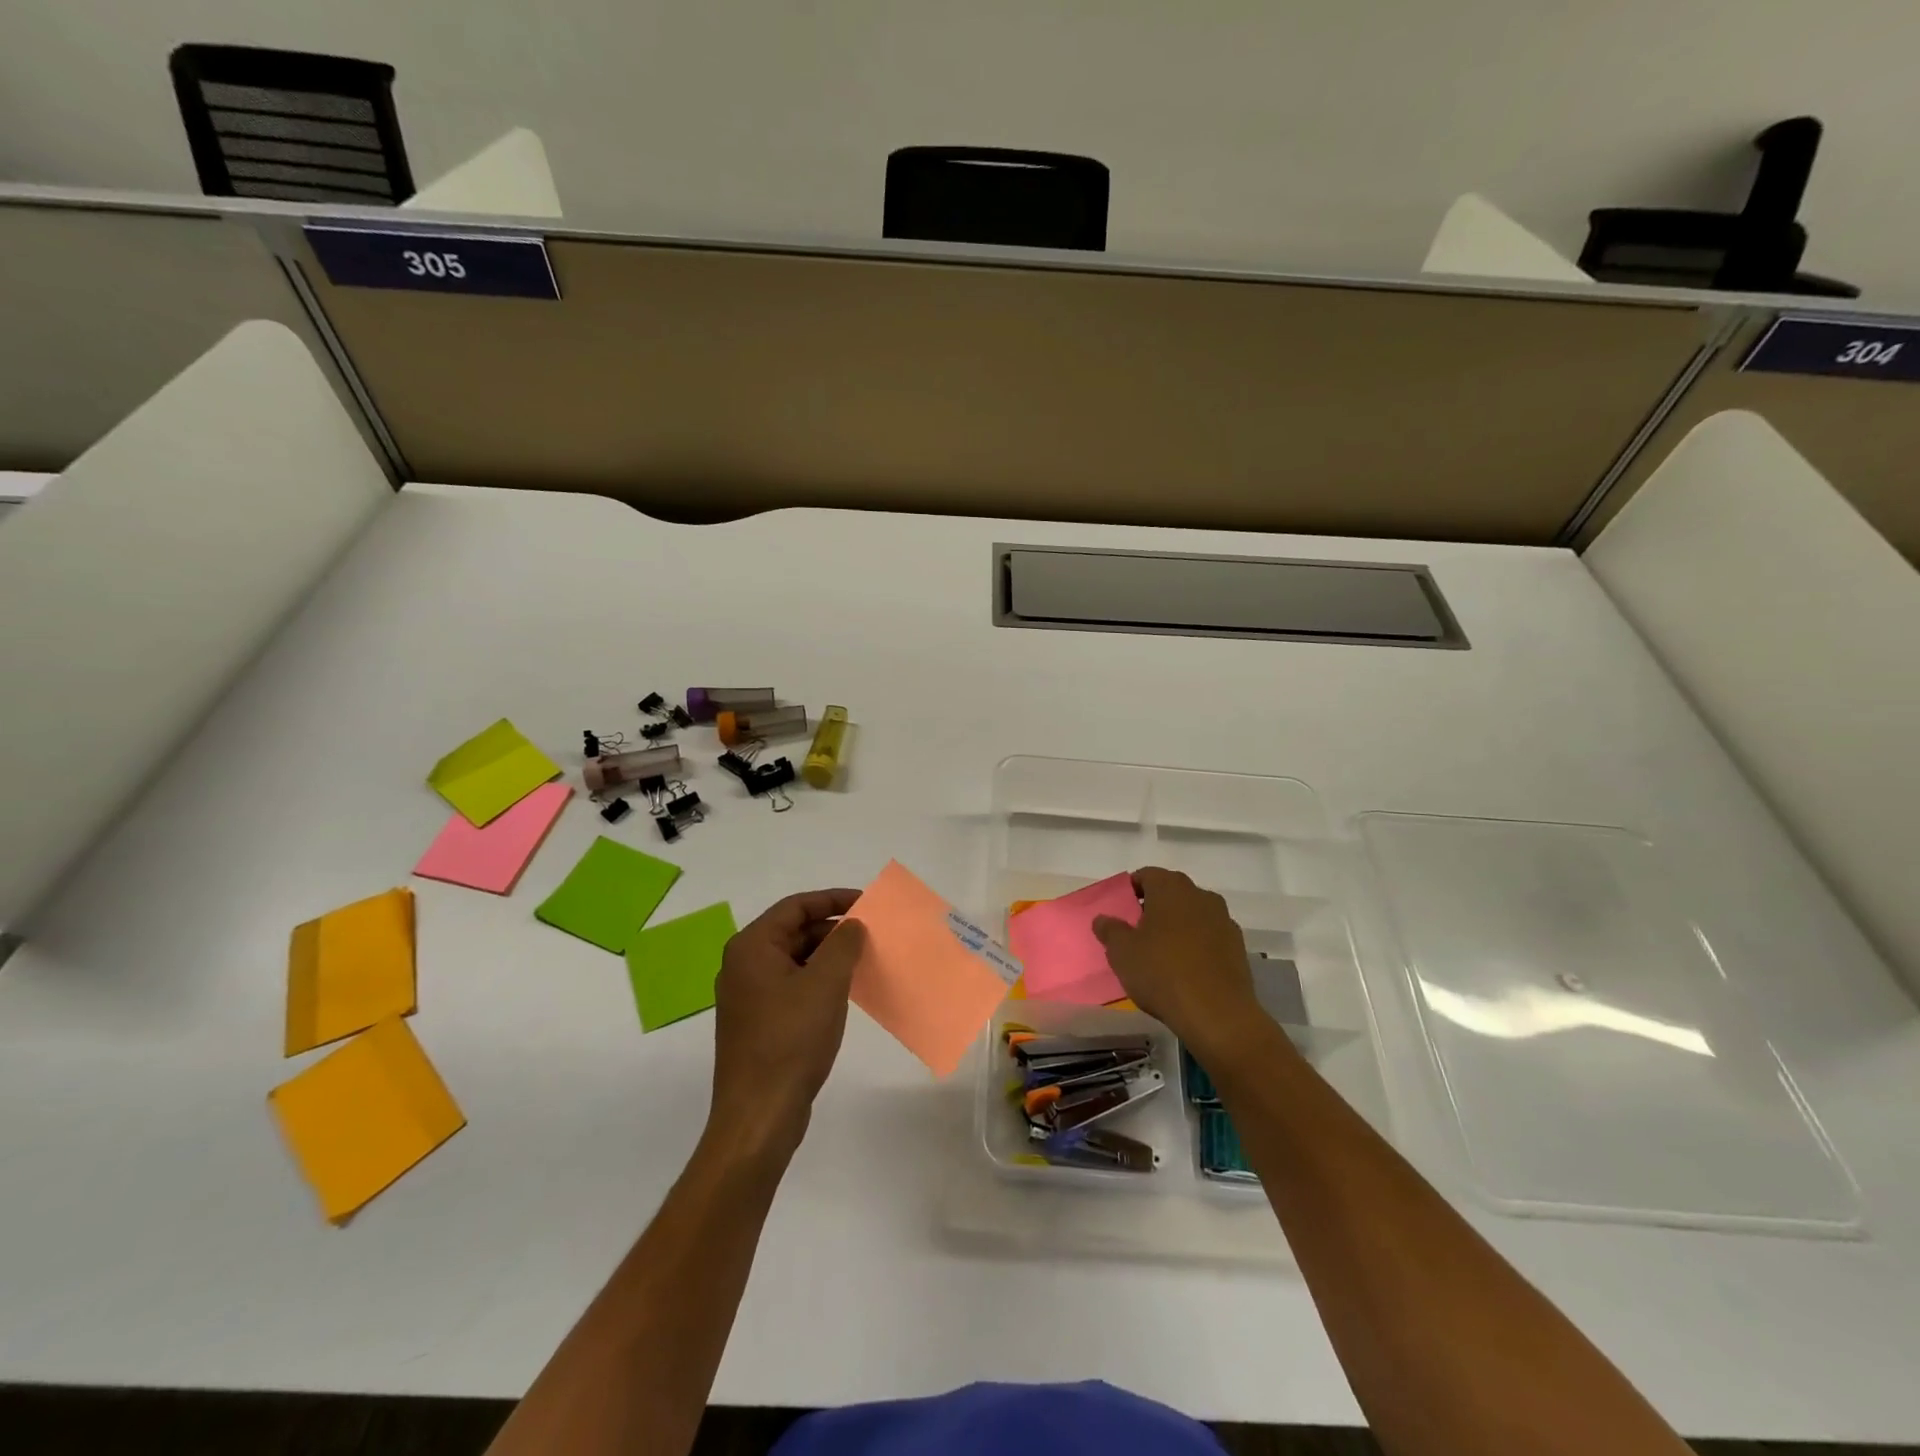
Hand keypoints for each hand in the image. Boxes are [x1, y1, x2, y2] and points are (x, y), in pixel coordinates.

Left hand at [709, 889, 864, 1159]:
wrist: (759, 1115)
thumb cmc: (791, 1039)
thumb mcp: (825, 983)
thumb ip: (843, 944)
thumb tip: (852, 926)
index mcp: (752, 947)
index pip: (796, 907)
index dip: (833, 899)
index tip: (866, 902)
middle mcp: (743, 965)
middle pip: (793, 931)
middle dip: (833, 930)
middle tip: (870, 935)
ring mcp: (748, 996)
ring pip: (794, 960)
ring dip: (828, 956)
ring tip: (863, 961)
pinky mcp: (757, 1022)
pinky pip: (791, 986)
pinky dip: (817, 981)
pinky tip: (843, 993)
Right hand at [1093, 867, 1262, 1057]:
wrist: (1217, 1014)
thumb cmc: (1162, 973)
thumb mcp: (1122, 952)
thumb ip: (1110, 930)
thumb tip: (1103, 918)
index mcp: (1171, 888)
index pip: (1146, 875)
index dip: (1131, 890)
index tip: (1121, 909)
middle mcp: (1201, 895)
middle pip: (1172, 893)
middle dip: (1154, 907)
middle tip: (1137, 931)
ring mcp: (1224, 920)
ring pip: (1193, 914)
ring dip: (1178, 926)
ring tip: (1162, 952)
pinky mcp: (1238, 947)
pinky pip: (1210, 936)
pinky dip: (1197, 945)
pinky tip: (1186, 969)